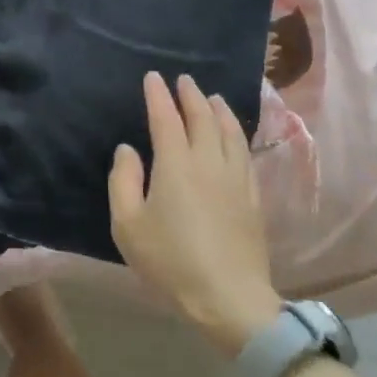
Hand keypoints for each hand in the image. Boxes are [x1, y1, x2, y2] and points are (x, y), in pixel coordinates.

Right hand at [108, 72, 282, 357]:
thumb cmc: (170, 261)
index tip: (153, 77)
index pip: (166, 118)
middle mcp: (208, 162)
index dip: (158, 96)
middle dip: (191, 95)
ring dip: (219, 110)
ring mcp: (236, 179)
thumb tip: (129, 150)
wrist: (229, 299)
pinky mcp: (253, 197)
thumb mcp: (128, 225)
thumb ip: (124, 181)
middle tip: (184, 80)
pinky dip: (237, 133)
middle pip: (203, 118)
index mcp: (176, 164)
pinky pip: (244, 153)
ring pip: (230, 132)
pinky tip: (234, 135)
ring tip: (212, 97)